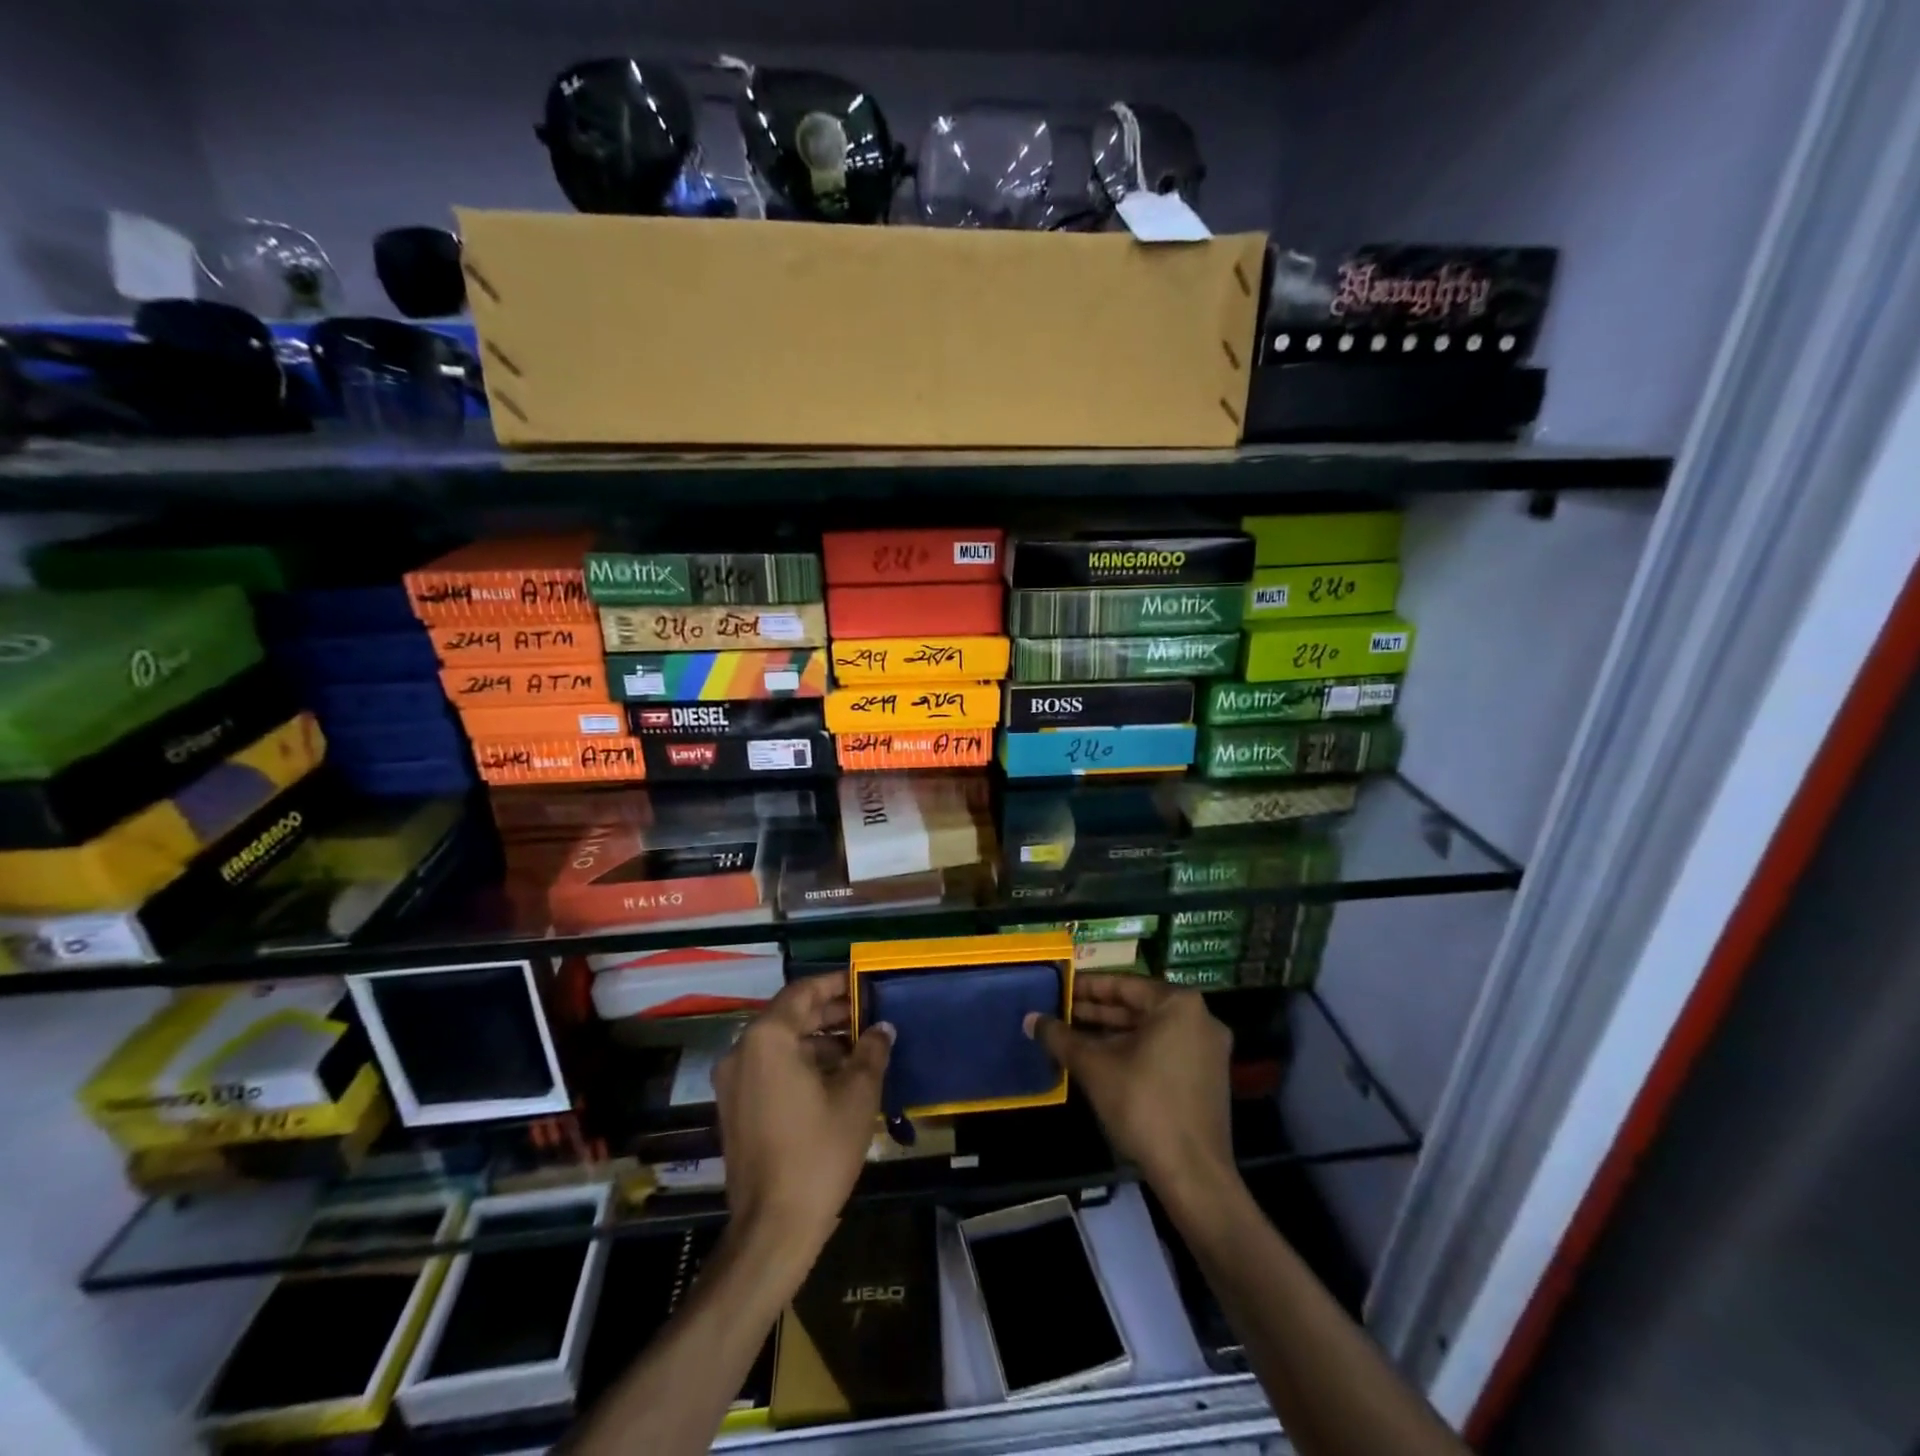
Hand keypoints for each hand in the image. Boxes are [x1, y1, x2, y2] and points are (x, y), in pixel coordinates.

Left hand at [712, 972, 893, 1254]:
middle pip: (790, 1016)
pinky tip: (836, 1078)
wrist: (773, 1228)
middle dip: (831, 1013)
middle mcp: (742, 1051)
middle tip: (869, 1015)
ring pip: (781, 1043)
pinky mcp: (735, 1107)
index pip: (804, 991)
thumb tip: (883, 1028)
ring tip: (860, 1048)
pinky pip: (770, 1068)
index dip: (836, 984)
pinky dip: (801, 1063)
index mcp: (768, 1038)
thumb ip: (871, 1051)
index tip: (865, 983)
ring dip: (818, 1040)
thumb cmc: (819, 1152)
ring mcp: (733, 1081)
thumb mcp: (857, 1096)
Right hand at [1027, 975, 1235, 1218]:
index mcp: (1178, 1004)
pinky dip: (1133, 1050)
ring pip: (1149, 1030)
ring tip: (1072, 1034)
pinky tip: (1100, 1059)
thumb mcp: (1094, 1067)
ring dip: (1112, 1032)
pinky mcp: (1207, 1076)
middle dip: (1097, 1011)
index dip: (1086, 987)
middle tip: (1060, 1012)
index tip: (1058, 988)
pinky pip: (1163, 1049)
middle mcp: (1199, 1017)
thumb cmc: (1143, 1106)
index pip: (1123, 984)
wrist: (1194, 1175)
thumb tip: (1030, 1019)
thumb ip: (1061, 1037)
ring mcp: (1207, 1048)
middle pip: (1137, 1006)